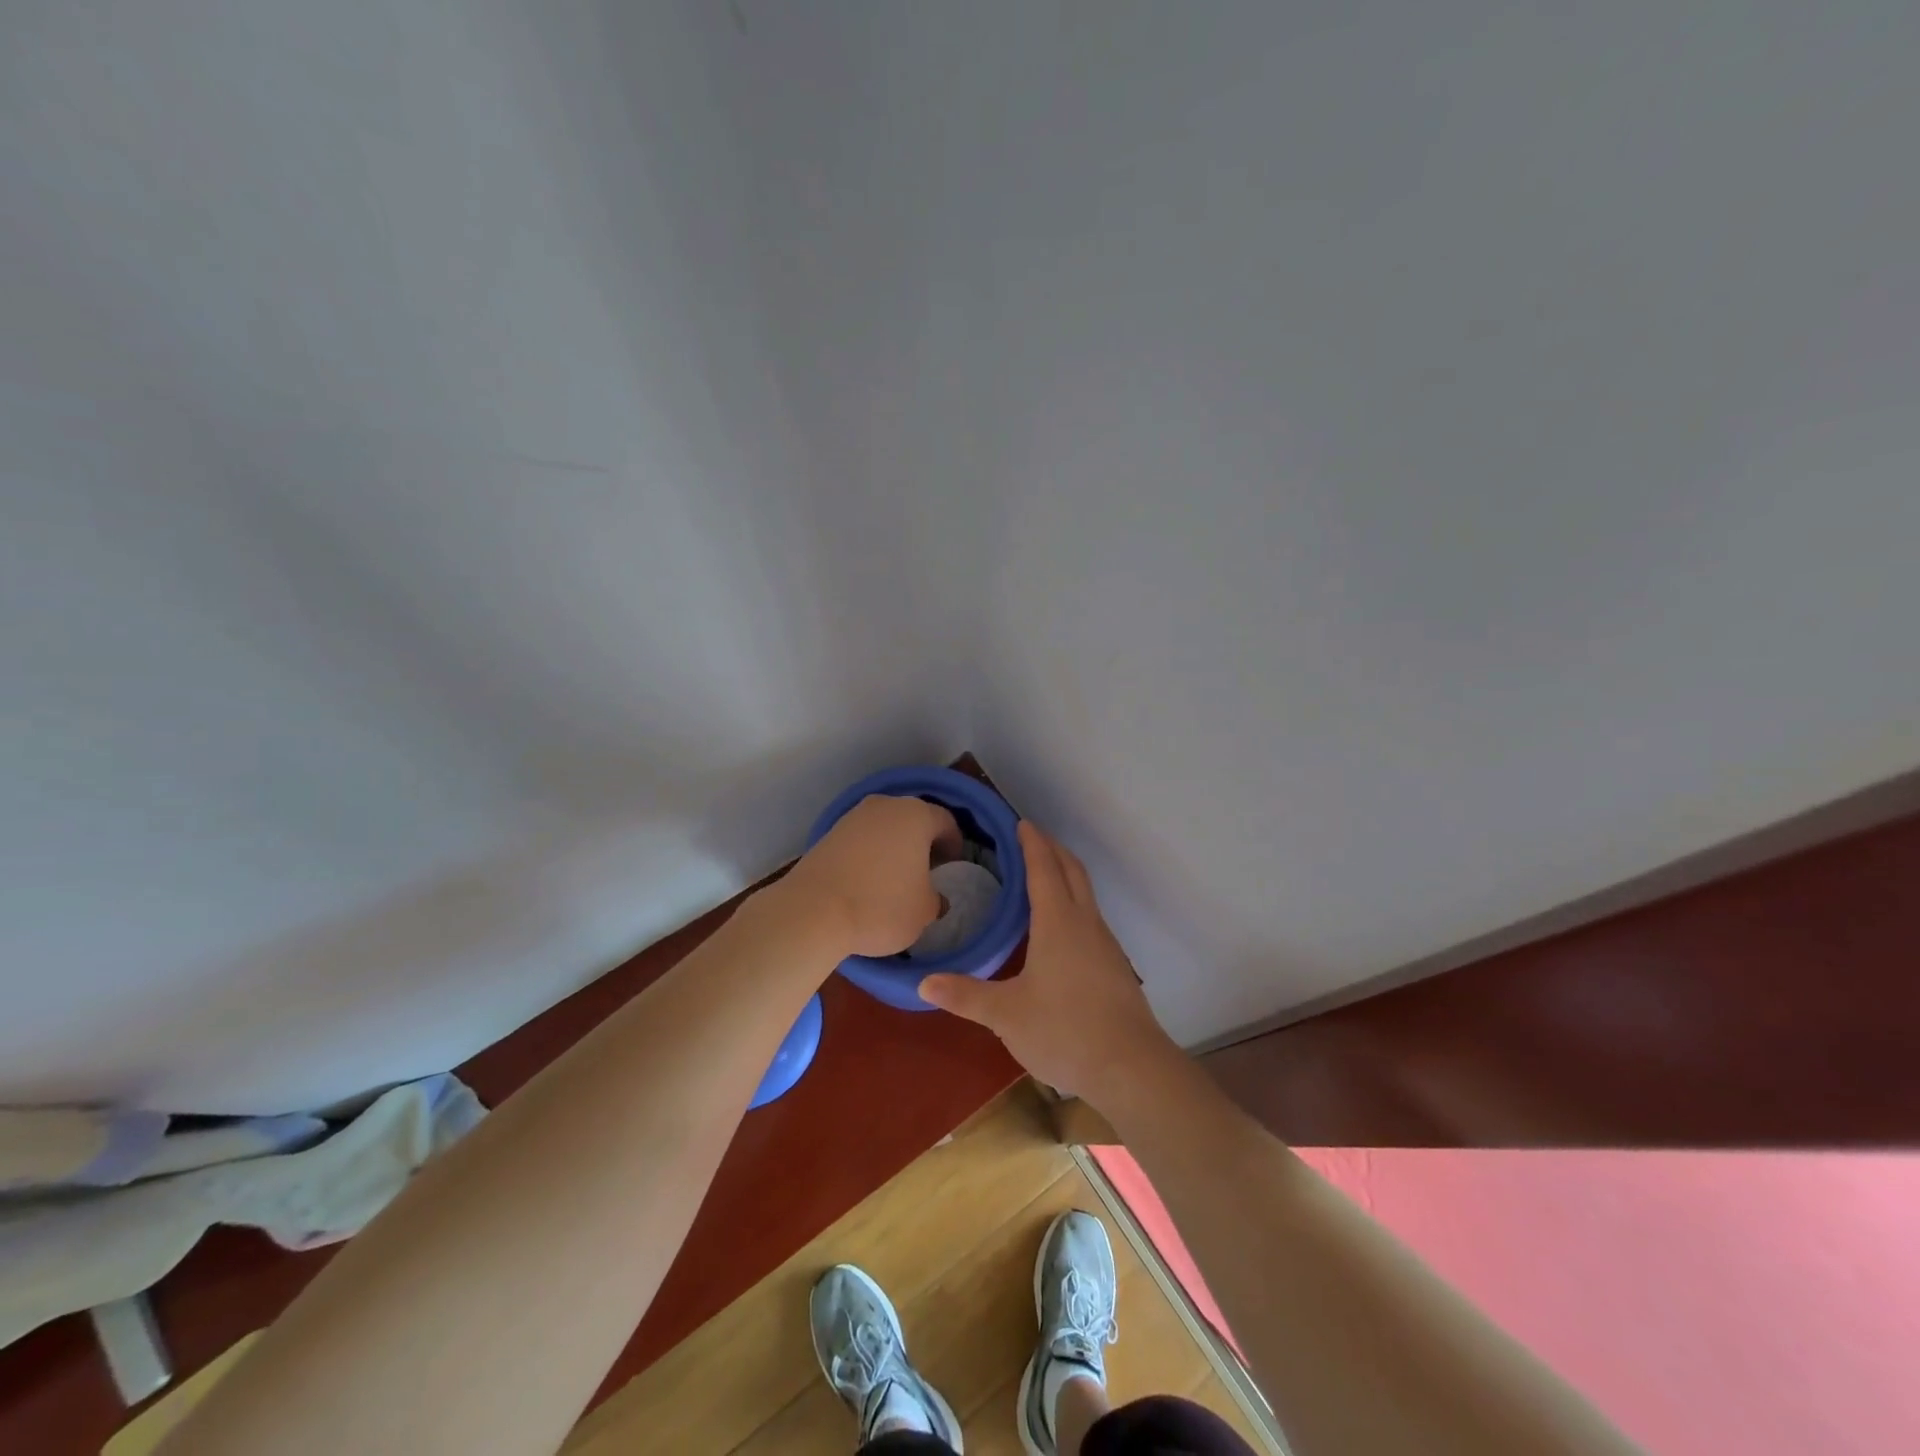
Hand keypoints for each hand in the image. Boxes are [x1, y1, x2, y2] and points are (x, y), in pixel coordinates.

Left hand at [781, 794, 960, 957]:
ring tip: (896, 878)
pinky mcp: (828, 834)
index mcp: (916, 815)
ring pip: (884, 828)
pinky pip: (861, 840)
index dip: (954, 844)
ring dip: (893, 847)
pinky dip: (869, 855)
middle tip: (928, 871)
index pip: (946, 821)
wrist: (812, 911)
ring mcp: (853, 817)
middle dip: (922, 842)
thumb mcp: (925, 911)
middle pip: (913, 820)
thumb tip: (932, 896)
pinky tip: (867, 881)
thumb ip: (935, 898)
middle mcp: (885, 806)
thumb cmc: (881, 906)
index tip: (952, 866)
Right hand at [919, 822, 1174, 1100]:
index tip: (1021, 823)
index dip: (1032, 843)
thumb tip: (924, 983)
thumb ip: (965, 996)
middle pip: (1072, 871)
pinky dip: (1074, 901)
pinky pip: (1091, 916)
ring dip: (1066, 873)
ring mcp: (1105, 944)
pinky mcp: (1114, 966)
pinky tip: (1061, 926)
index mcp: (1058, 923)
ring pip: (1086, 893)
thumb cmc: (1065, 1031)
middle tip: (1031, 837)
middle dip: (1052, 849)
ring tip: (1043, 874)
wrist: (1131, 1067)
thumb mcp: (1006, 1015)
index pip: (1043, 869)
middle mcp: (1085, 923)